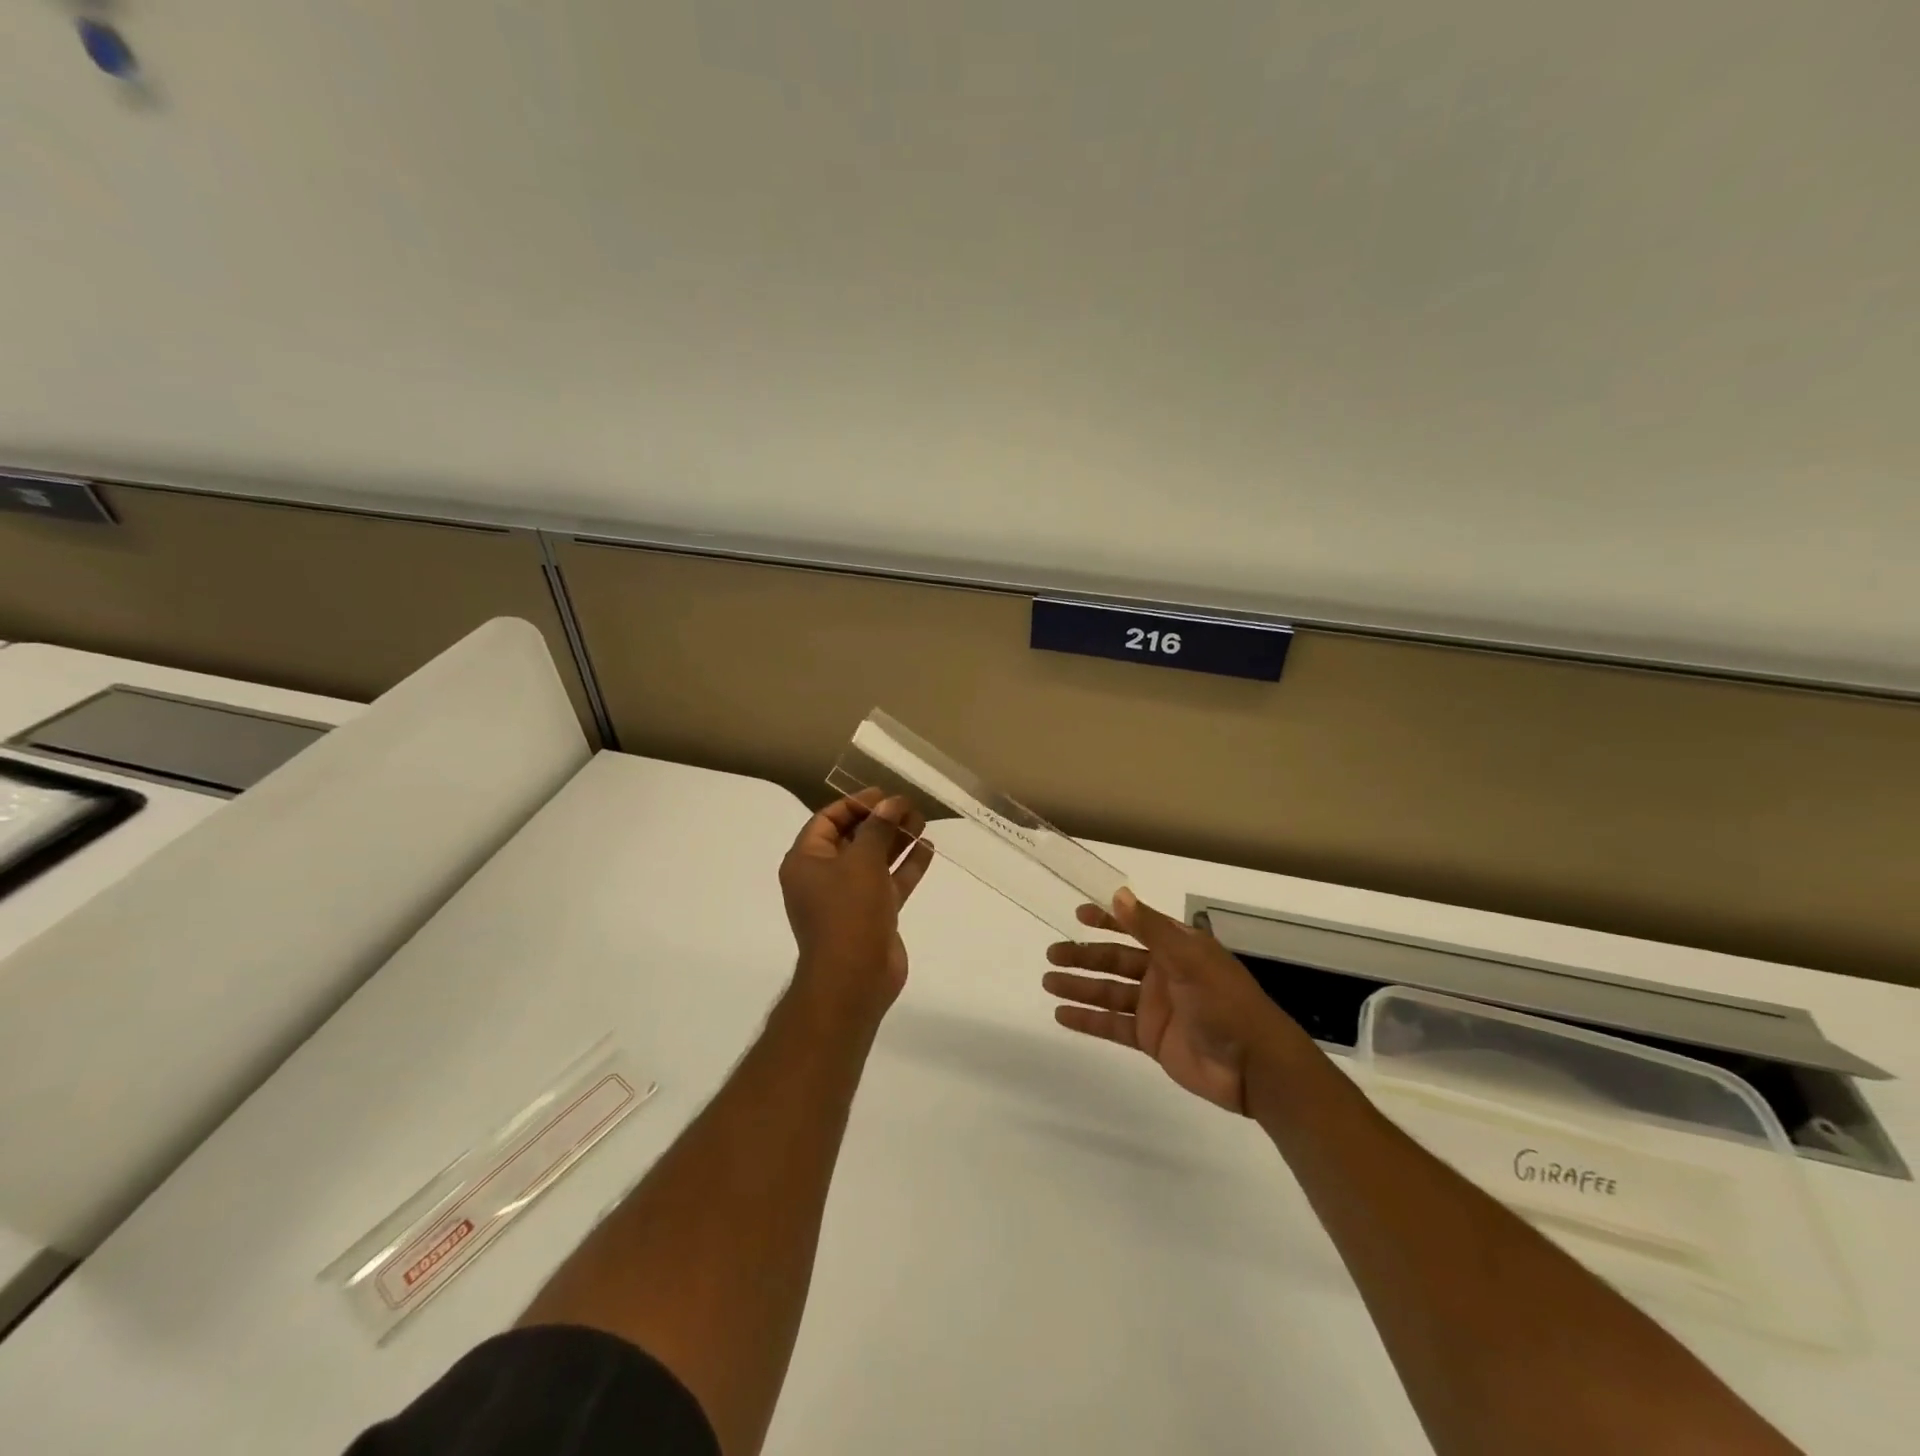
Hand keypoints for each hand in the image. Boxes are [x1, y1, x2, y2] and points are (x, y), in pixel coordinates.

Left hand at [780, 790, 933, 1021]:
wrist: (855, 978)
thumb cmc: (848, 911)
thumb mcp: (862, 861)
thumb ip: (878, 828)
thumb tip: (890, 803)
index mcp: (806, 861)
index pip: (826, 820)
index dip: (855, 804)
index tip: (883, 795)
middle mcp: (823, 877)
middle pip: (853, 838)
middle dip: (880, 821)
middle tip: (909, 807)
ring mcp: (849, 898)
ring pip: (874, 860)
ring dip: (896, 840)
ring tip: (922, 821)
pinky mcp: (872, 915)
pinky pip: (889, 882)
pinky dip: (906, 866)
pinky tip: (927, 848)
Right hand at [1043, 888, 1303, 1113]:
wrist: (1254, 1066)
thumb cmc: (1224, 1002)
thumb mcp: (1188, 958)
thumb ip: (1150, 929)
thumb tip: (1117, 895)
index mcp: (1176, 948)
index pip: (1135, 926)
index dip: (1108, 919)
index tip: (1078, 914)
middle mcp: (1163, 973)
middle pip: (1115, 960)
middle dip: (1083, 956)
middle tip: (1051, 954)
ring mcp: (1155, 1007)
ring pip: (1109, 992)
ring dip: (1079, 986)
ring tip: (1047, 982)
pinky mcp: (1151, 1038)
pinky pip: (1112, 1025)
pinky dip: (1087, 1020)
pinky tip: (1062, 1015)